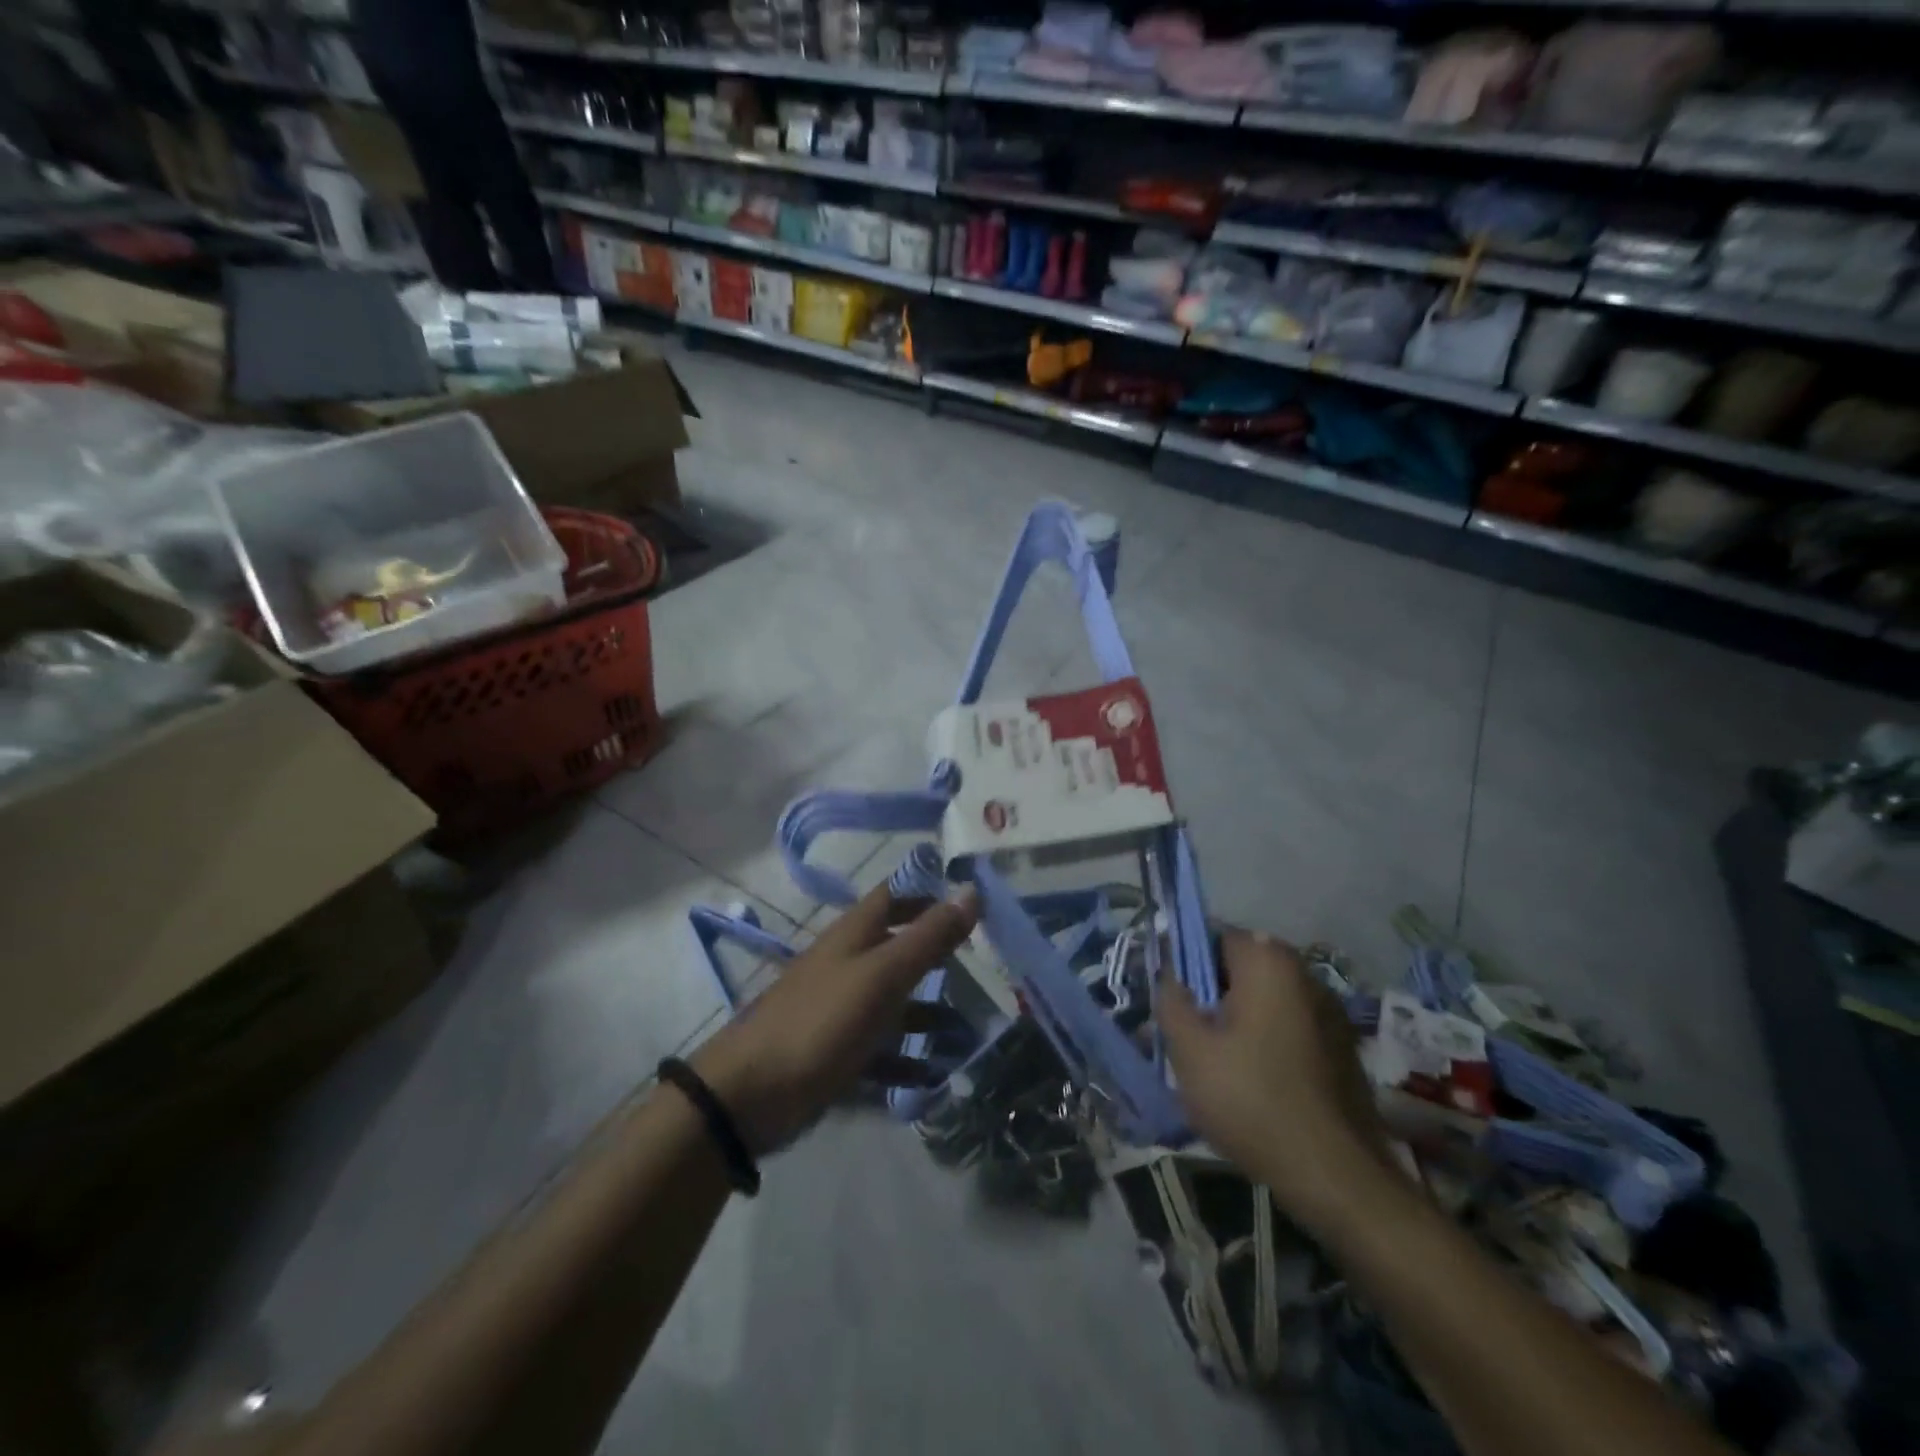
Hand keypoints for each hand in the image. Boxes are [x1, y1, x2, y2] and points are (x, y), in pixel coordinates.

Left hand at [691, 883, 979, 1155]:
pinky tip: (934, 1076)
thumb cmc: (822, 1021)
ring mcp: (840, 1009)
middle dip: (938, 956)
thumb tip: (971, 891)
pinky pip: (880, 1051)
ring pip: (893, 1003)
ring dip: (929, 1014)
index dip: (930, 892)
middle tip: (984, 967)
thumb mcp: (882, 976)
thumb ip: (927, 937)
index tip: (974, 901)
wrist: (751, 1094)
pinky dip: (906, 1061)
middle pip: (898, 949)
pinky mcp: (835, 1052)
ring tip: (970, 1031)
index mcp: (855, 935)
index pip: (896, 895)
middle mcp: (848, 964)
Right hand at [1159, 930, 1395, 1227]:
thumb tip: (1170, 975)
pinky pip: (1288, 1027)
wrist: (1334, 1175)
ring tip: (1214, 1062)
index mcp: (1268, 961)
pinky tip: (1251, 1081)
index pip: (1214, 936)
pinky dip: (1265, 1040)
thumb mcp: (1190, 1049)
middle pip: (1241, 967)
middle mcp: (1304, 974)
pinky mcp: (1342, 1048)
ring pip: (1264, 999)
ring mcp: (1330, 1012)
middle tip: (1186, 1033)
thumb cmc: (1251, 1099)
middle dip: (1209, 993)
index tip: (1170, 997)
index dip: (1184, 960)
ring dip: (1237, 1018)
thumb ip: (1171, 1000)